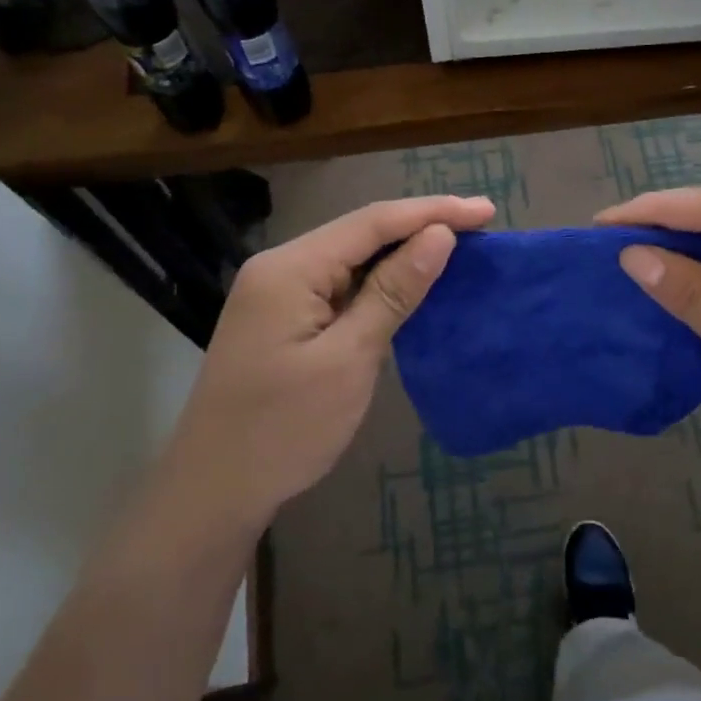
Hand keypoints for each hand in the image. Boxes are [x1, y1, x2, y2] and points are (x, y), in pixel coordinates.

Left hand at [169, 195, 494, 525]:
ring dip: (403, 251)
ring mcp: (279, 292)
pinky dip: (381, 281)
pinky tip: (413, 282)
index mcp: (290, 268)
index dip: (433, 212)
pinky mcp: (284, 317)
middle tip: (481, 224)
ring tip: (460, 246)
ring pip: (352, 257)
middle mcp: (281, 266)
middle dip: (422, 224)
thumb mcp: (349, 359)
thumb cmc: (283, 429)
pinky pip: (341, 284)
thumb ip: (393, 292)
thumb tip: (439, 236)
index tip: (486, 210)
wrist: (213, 491)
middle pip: (361, 232)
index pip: (372, 221)